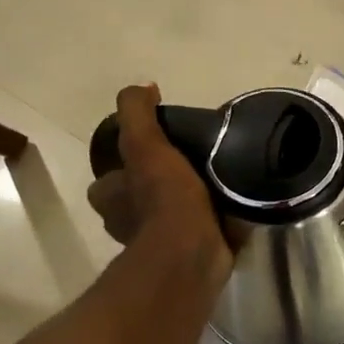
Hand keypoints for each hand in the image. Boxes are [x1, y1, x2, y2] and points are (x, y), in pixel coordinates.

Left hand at [88, 84, 231, 283]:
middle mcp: (126, 224)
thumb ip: (137, 113)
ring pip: (170, 217)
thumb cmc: (163, 197)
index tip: (154, 151)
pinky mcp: (190, 257)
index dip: (125, 166)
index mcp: (110, 199)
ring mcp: (158, 245)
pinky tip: (234, 207)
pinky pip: (200, 233)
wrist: (193, 252)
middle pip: (138, 199)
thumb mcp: (145, 144)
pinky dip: (213, 223)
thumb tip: (143, 86)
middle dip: (158, 187)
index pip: (109, 179)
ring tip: (218, 182)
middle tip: (191, 165)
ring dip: (187, 205)